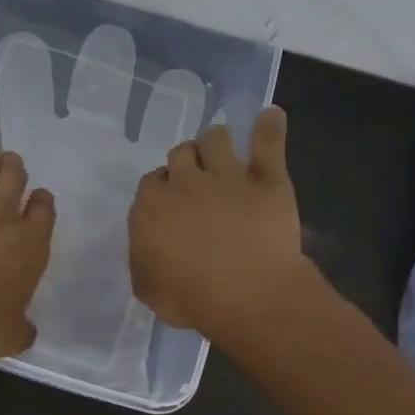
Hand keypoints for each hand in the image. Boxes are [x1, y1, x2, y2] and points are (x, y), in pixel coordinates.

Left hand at [0, 136, 55, 360]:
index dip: (40, 201)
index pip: (44, 209)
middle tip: (5, 174)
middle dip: (13, 169)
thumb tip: (27, 330)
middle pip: (16, 173)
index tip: (35, 201)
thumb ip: (22, 328)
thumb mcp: (7, 338)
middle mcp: (3, 212)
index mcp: (29, 245)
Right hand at [129, 106, 314, 343]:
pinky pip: (267, 143)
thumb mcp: (148, 289)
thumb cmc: (191, 299)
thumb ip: (143, 260)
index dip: (161, 189)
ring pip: (216, 139)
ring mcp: (228, 177)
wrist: (248, 295)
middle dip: (185, 162)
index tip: (170, 203)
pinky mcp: (267, 179)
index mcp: (151, 207)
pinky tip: (271, 115)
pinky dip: (269, 126)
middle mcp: (185, 183)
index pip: (151, 183)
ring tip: (222, 148)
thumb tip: (148, 247)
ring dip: (216, 141)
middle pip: (180, 154)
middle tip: (195, 178)